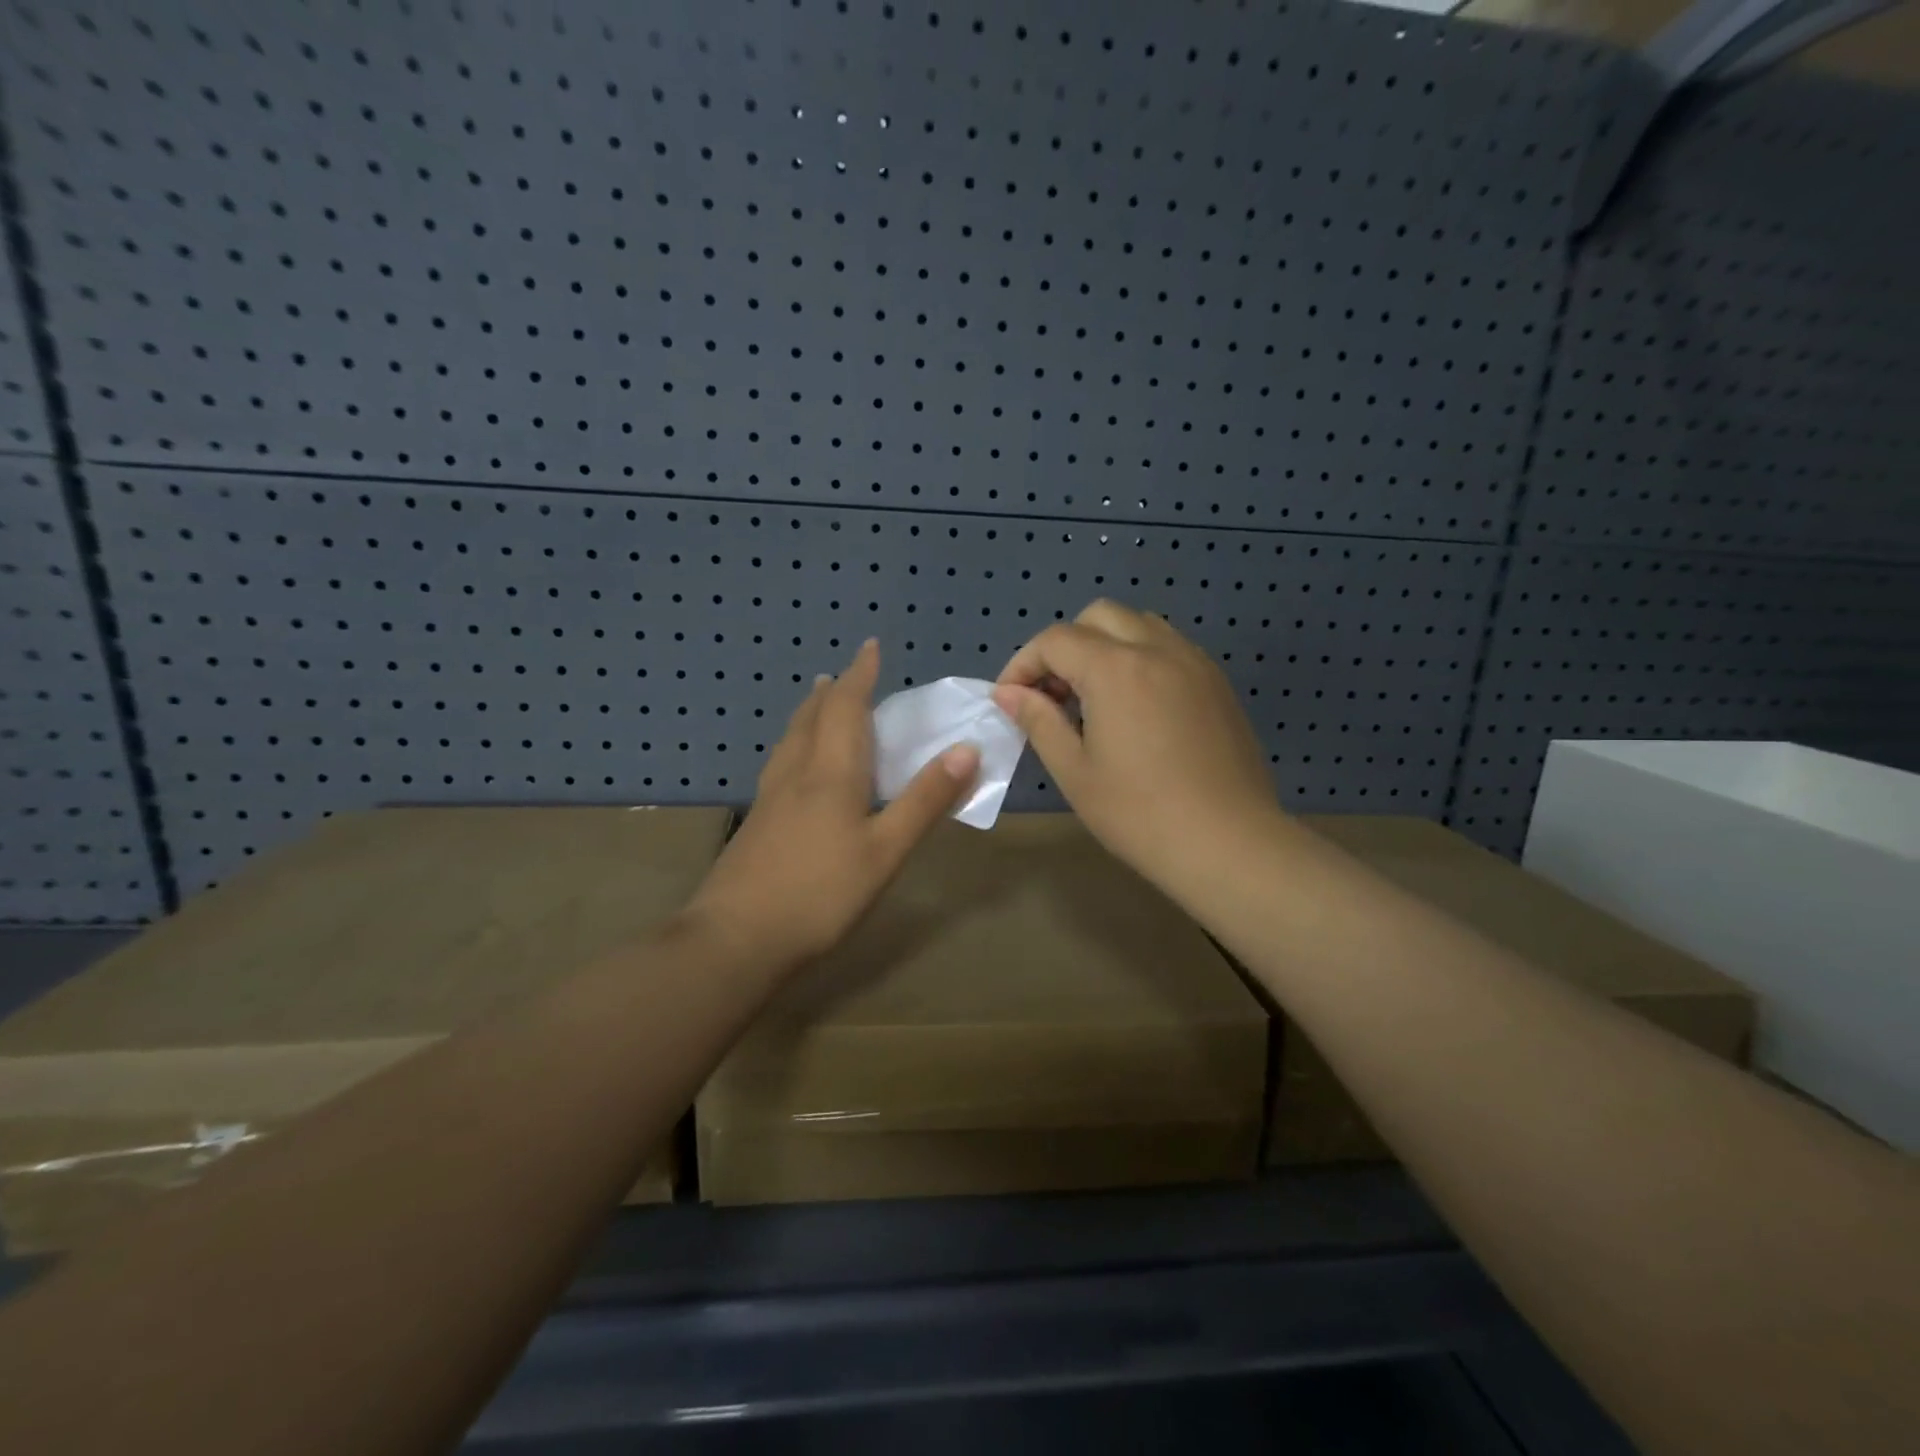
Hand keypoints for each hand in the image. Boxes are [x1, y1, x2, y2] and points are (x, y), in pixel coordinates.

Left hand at [687, 639, 979, 967]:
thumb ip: (925, 800)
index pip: (845, 706)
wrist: (735, 938)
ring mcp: (769, 798)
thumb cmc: (820, 893)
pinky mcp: (756, 823)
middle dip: (832, 691)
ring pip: (791, 740)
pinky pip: (782, 763)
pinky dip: (797, 745)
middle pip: (811, 717)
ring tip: (818, 705)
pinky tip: (797, 768)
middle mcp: (796, 773)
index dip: (860, 674)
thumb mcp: (886, 851)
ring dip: (809, 714)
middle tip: (844, 676)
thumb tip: (966, 749)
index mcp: (830, 771)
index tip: (870, 646)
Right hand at [993, 600, 1282, 901]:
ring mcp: (1194, 662)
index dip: (1023, 664)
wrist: (1228, 843)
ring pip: (1139, 625)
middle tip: (1054, 695)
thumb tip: (1008, 692)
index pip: (1055, 640)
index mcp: (1115, 669)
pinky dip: (1140, 658)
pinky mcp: (1217, 683)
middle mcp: (1157, 649)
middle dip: (1065, 645)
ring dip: (1105, 645)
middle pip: (1098, 616)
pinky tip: (1136, 708)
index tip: (1011, 700)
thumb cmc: (1139, 813)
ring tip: (1094, 697)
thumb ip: (1038, 721)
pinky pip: (1170, 647)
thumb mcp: (1074, 771)